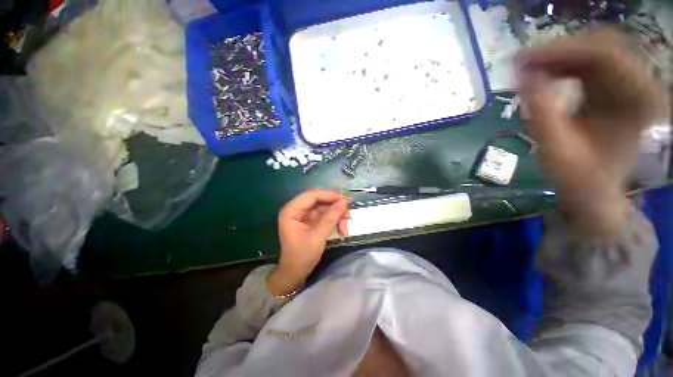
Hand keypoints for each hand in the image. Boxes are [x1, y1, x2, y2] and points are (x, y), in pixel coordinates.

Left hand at [267, 189, 349, 295]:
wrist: (295, 273)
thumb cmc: (302, 256)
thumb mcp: (318, 236)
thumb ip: (331, 218)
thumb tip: (344, 202)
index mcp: (291, 210)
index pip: (312, 195)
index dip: (329, 195)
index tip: (345, 200)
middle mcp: (297, 209)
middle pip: (319, 199)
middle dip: (334, 206)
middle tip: (348, 213)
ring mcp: (304, 214)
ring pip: (324, 207)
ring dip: (336, 214)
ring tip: (345, 226)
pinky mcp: (310, 220)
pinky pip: (325, 215)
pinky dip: (334, 220)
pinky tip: (342, 228)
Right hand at [518, 29, 666, 234]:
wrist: (593, 193)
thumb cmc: (578, 179)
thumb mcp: (556, 148)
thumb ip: (540, 111)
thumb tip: (522, 75)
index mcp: (638, 102)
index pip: (605, 55)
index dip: (562, 51)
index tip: (522, 59)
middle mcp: (640, 87)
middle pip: (600, 47)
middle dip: (558, 52)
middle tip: (521, 64)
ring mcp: (630, 87)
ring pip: (594, 53)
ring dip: (558, 59)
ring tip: (527, 70)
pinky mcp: (616, 91)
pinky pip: (590, 67)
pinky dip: (564, 68)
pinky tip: (543, 76)